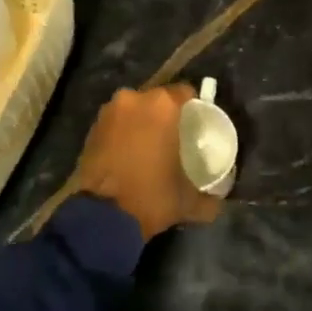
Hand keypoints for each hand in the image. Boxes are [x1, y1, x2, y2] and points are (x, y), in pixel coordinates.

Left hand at [68, 84, 220, 240]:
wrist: (100, 217)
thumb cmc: (151, 197)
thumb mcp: (188, 201)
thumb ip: (210, 197)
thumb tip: (219, 199)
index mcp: (162, 105)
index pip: (186, 92)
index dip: (193, 108)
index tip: (196, 127)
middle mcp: (134, 98)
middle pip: (158, 99)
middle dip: (166, 115)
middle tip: (174, 139)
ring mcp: (110, 111)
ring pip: (134, 110)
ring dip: (142, 123)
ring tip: (150, 148)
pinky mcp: (92, 127)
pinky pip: (116, 123)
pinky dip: (124, 133)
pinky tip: (129, 155)